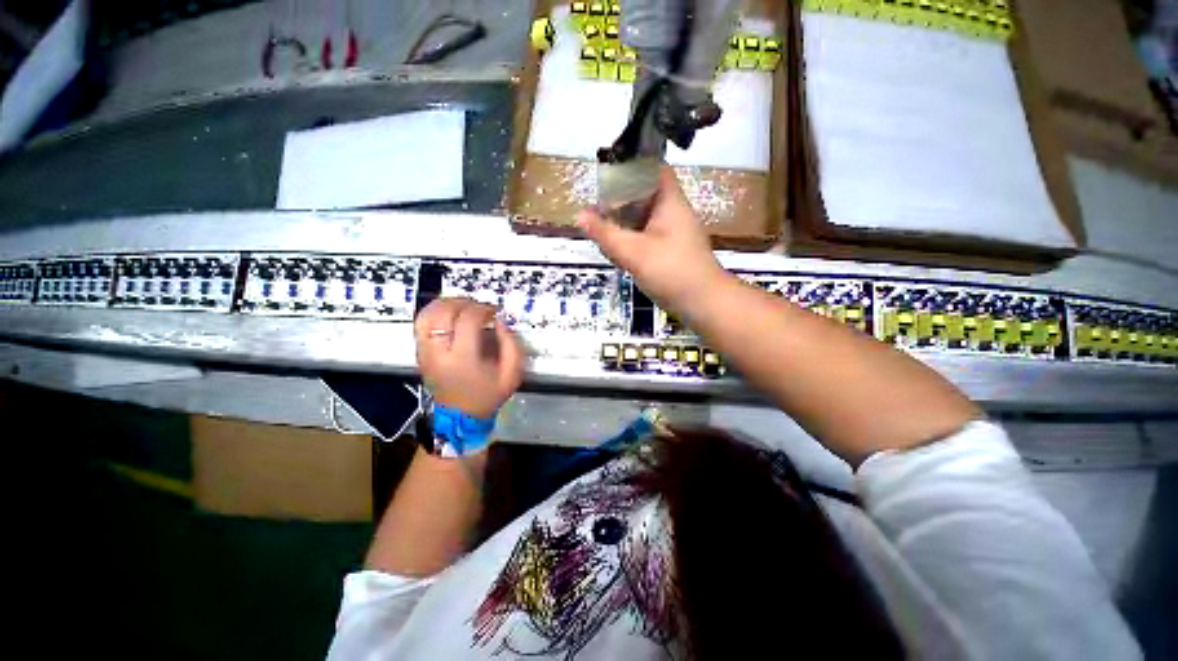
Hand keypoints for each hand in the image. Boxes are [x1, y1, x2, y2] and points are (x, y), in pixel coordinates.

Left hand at [414, 298, 524, 418]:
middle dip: (465, 303)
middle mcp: (439, 353)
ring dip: (446, 304)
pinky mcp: (420, 352)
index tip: (493, 312)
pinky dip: (432, 312)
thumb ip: (512, 345)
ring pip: (429, 314)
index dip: (483, 309)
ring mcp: (426, 352)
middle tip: (478, 308)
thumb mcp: (511, 376)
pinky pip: (421, 323)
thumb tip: (500, 321)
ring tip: (461, 307)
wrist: (461, 418)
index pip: (468, 320)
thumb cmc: (486, 397)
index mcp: (462, 360)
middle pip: (446, 312)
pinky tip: (446, 313)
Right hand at [578, 167, 725, 310]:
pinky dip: (633, 235)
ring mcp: (676, 232)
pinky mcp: (674, 250)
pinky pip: (649, 233)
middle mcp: (675, 212)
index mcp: (670, 202)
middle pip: (647, 192)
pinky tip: (616, 245)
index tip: (609, 168)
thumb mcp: (633, 252)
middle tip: (596, 200)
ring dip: (625, 217)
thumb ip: (605, 233)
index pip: (656, 169)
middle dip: (622, 194)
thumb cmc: (673, 272)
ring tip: (600, 221)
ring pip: (646, 214)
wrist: (707, 305)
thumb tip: (580, 214)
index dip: (634, 164)